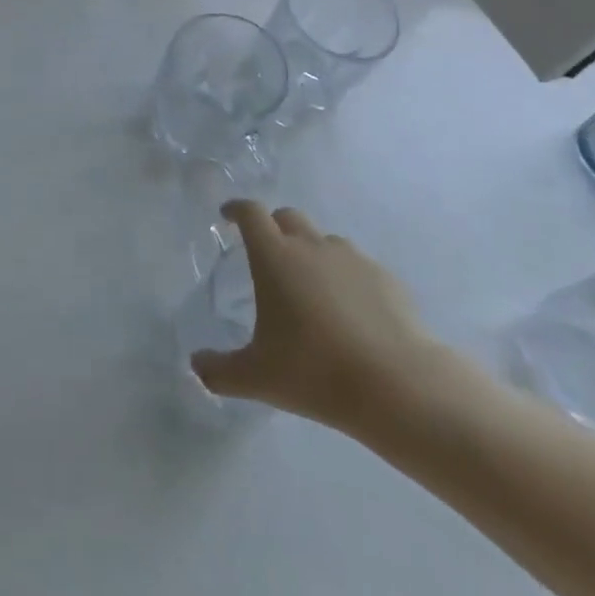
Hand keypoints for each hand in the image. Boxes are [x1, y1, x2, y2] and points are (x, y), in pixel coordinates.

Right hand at [190, 201, 443, 438]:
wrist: (398, 386)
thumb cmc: (315, 372)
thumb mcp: (257, 378)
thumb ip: (218, 370)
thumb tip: (195, 365)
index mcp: (275, 257)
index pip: (250, 213)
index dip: (236, 210)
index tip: (227, 216)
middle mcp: (312, 246)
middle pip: (287, 217)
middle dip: (273, 226)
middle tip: (266, 254)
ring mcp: (353, 259)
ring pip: (324, 240)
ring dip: (311, 252)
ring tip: (310, 288)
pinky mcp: (386, 278)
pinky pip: (357, 266)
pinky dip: (346, 277)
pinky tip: (350, 312)